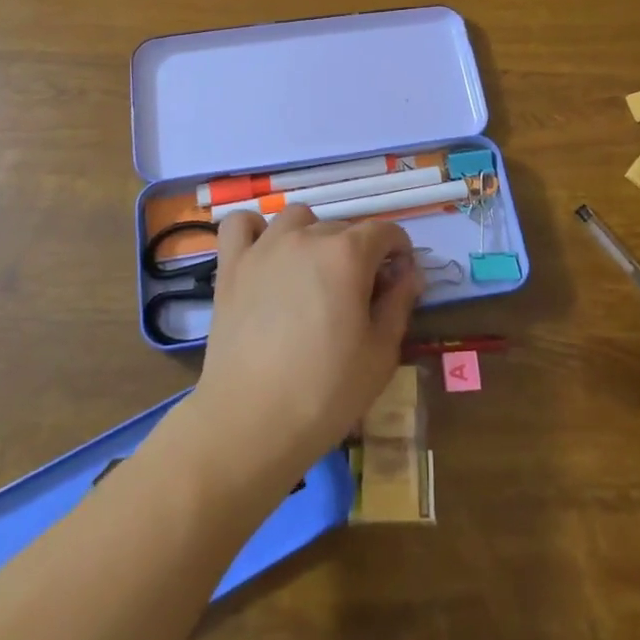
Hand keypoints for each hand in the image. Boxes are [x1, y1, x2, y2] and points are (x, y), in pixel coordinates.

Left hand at [189, 205, 423, 483]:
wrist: (250, 421)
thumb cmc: (326, 392)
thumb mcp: (381, 353)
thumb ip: (399, 303)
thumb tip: (408, 272)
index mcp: (347, 254)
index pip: (385, 231)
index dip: (399, 252)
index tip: (398, 281)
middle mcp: (306, 237)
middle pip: (342, 227)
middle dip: (359, 252)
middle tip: (358, 295)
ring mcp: (264, 247)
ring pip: (297, 218)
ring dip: (312, 236)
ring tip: (312, 274)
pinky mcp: (231, 264)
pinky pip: (241, 223)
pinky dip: (255, 231)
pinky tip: (265, 255)